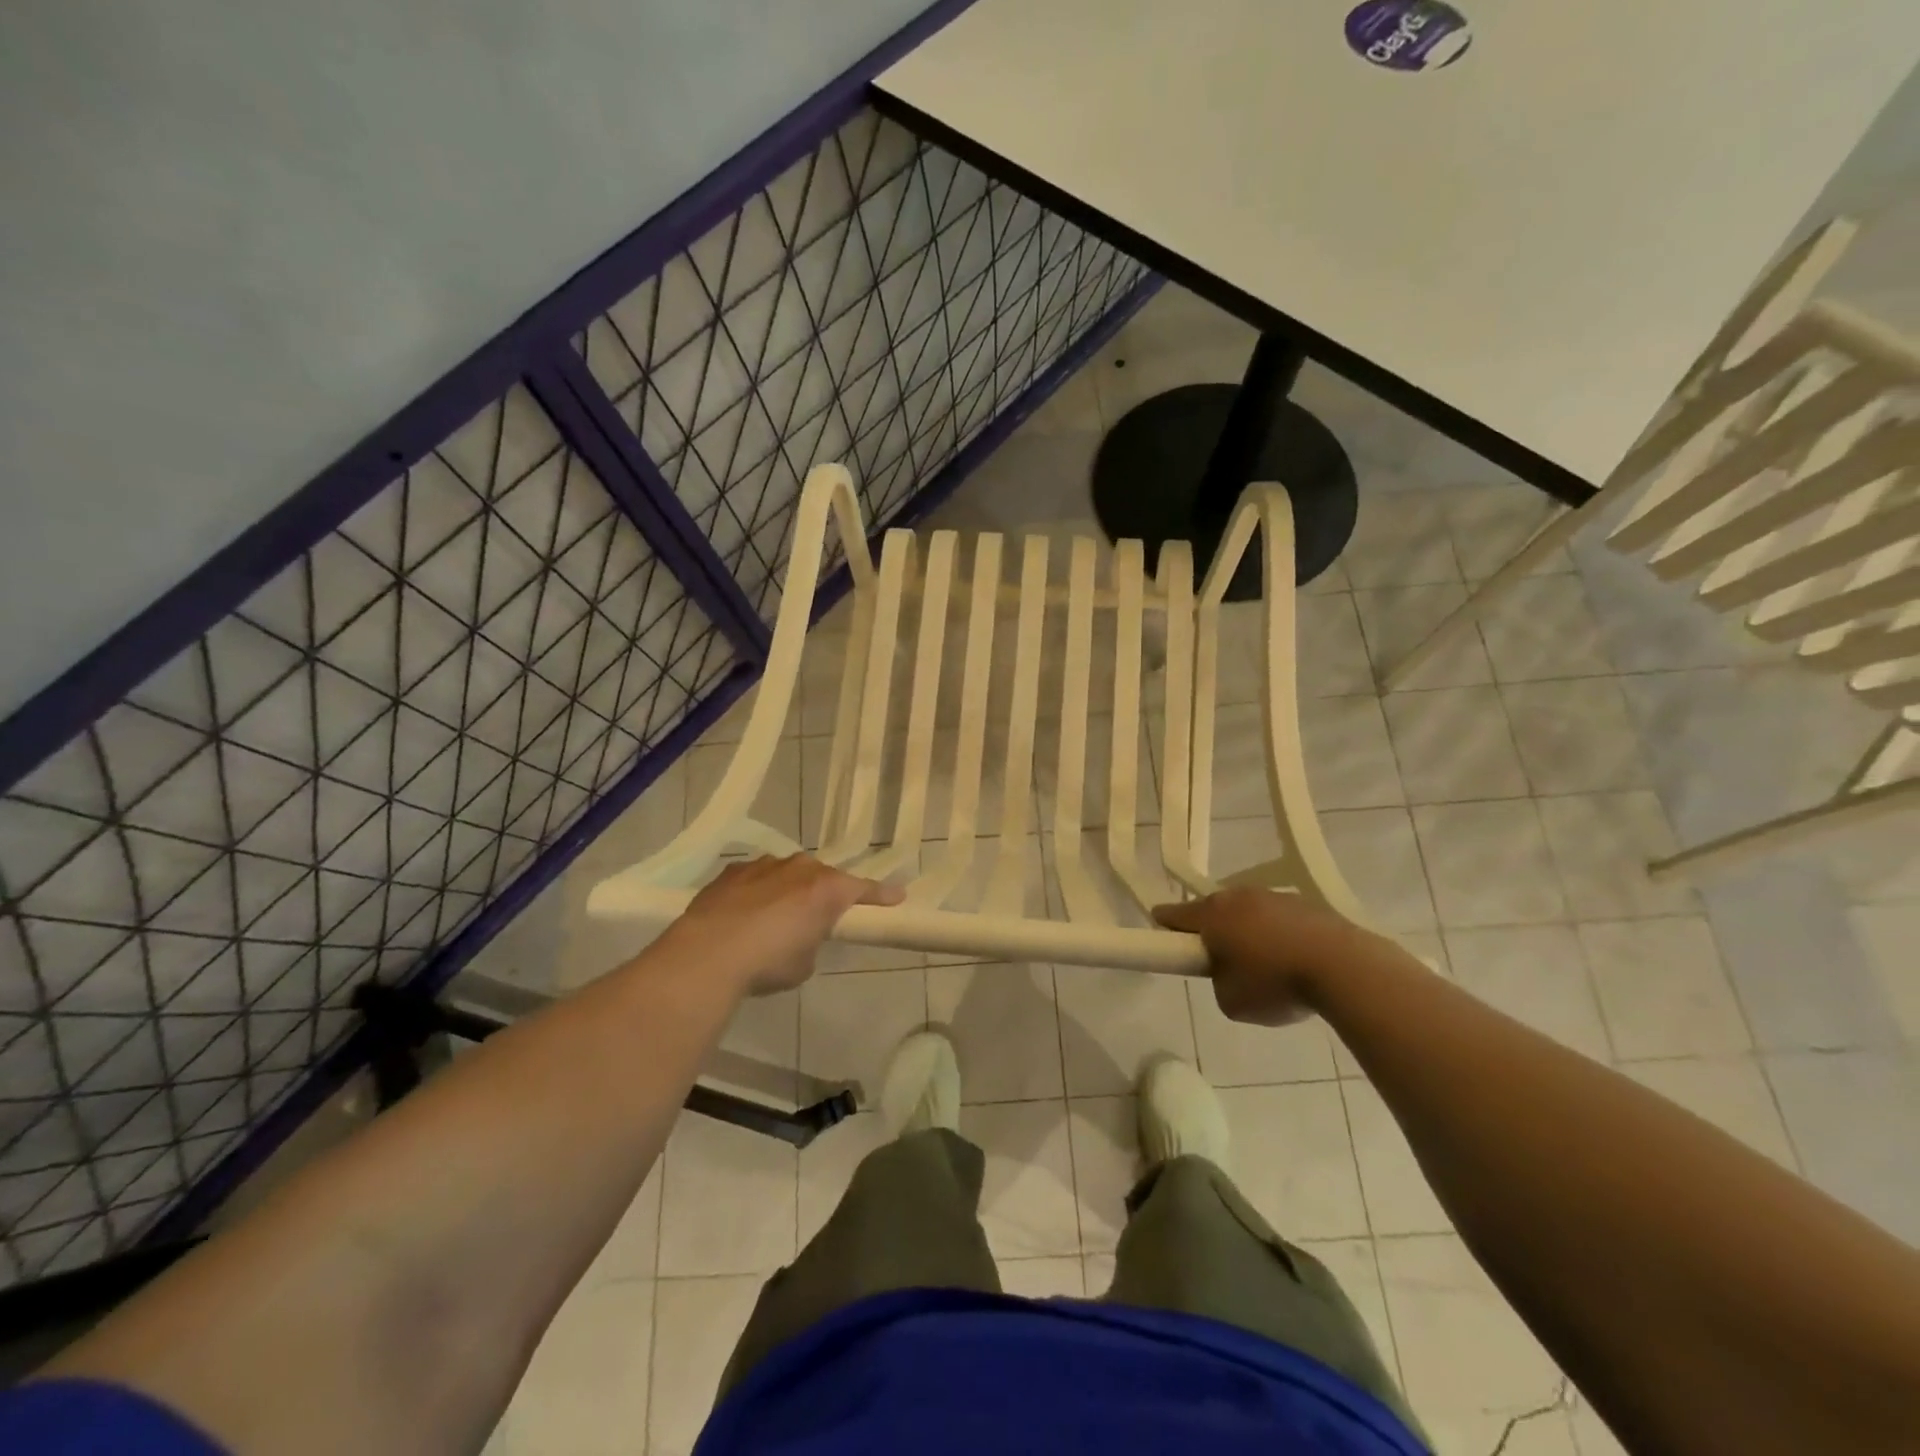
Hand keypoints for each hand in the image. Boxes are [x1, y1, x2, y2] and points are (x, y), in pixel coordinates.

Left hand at [668, 855, 903, 995]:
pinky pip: (756, 878)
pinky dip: (757, 892)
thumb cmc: (768, 962)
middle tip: (819, 918)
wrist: (707, 954)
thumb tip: (801, 936)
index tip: (897, 897)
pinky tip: (744, 914)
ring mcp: (764, 865)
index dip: (881, 896)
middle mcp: (800, 868)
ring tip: (775, 918)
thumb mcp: (805, 963)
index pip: (863, 890)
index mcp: (826, 889)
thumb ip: (813, 941)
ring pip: (788, 873)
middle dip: (824, 894)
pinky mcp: (733, 871)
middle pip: (823, 877)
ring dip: (788, 890)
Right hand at [1153, 887, 1370, 1025]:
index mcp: (1211, 915)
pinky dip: (1278, 935)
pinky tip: (1295, 961)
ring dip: (1247, 932)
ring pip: (1247, 912)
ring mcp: (1273, 896)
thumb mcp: (1231, 1002)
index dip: (1164, 929)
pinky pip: (1278, 918)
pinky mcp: (1305, 903)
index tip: (1168, 944)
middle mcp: (1237, 896)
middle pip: (1212, 911)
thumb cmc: (1276, 983)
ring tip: (1266, 967)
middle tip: (1221, 964)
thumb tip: (1229, 973)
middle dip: (1211, 932)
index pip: (1172, 914)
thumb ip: (1218, 983)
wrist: (1344, 967)